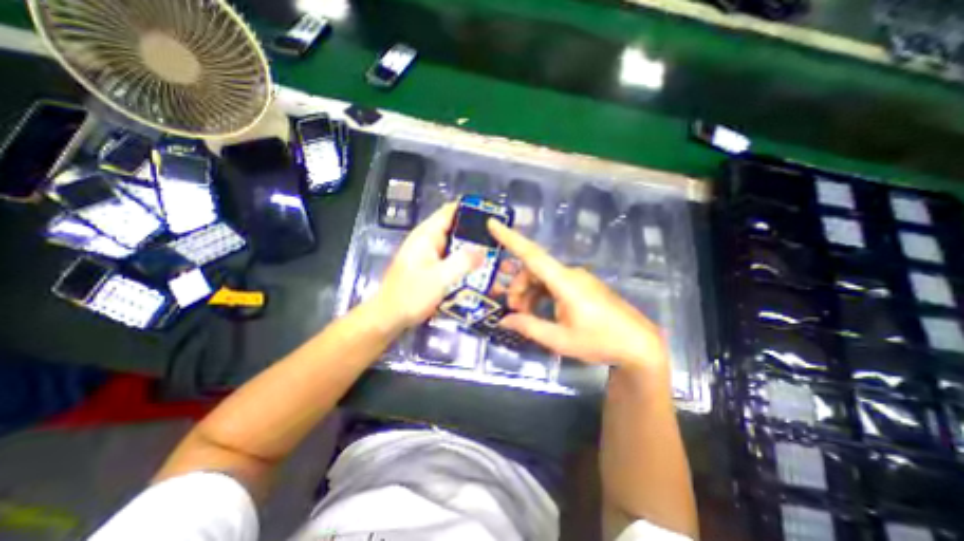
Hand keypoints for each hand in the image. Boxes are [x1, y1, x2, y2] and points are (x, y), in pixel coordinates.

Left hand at [374, 200, 481, 329]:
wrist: (389, 317)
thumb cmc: (411, 295)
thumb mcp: (439, 278)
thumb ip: (462, 262)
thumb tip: (483, 249)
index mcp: (427, 235)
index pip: (450, 211)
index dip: (471, 209)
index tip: (492, 216)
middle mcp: (428, 240)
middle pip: (455, 228)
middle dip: (476, 232)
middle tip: (498, 240)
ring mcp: (429, 254)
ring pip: (455, 244)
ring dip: (471, 248)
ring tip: (494, 253)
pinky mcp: (431, 266)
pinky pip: (452, 258)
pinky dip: (464, 260)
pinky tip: (478, 268)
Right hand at [490, 218, 671, 369]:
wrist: (639, 344)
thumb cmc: (600, 341)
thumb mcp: (560, 340)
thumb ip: (529, 327)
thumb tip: (504, 321)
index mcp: (564, 282)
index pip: (532, 254)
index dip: (510, 238)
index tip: (492, 223)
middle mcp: (570, 274)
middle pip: (533, 269)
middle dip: (517, 287)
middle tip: (512, 310)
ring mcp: (577, 279)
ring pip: (542, 277)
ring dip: (528, 293)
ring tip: (524, 315)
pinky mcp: (581, 286)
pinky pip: (553, 284)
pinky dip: (540, 295)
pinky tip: (538, 311)